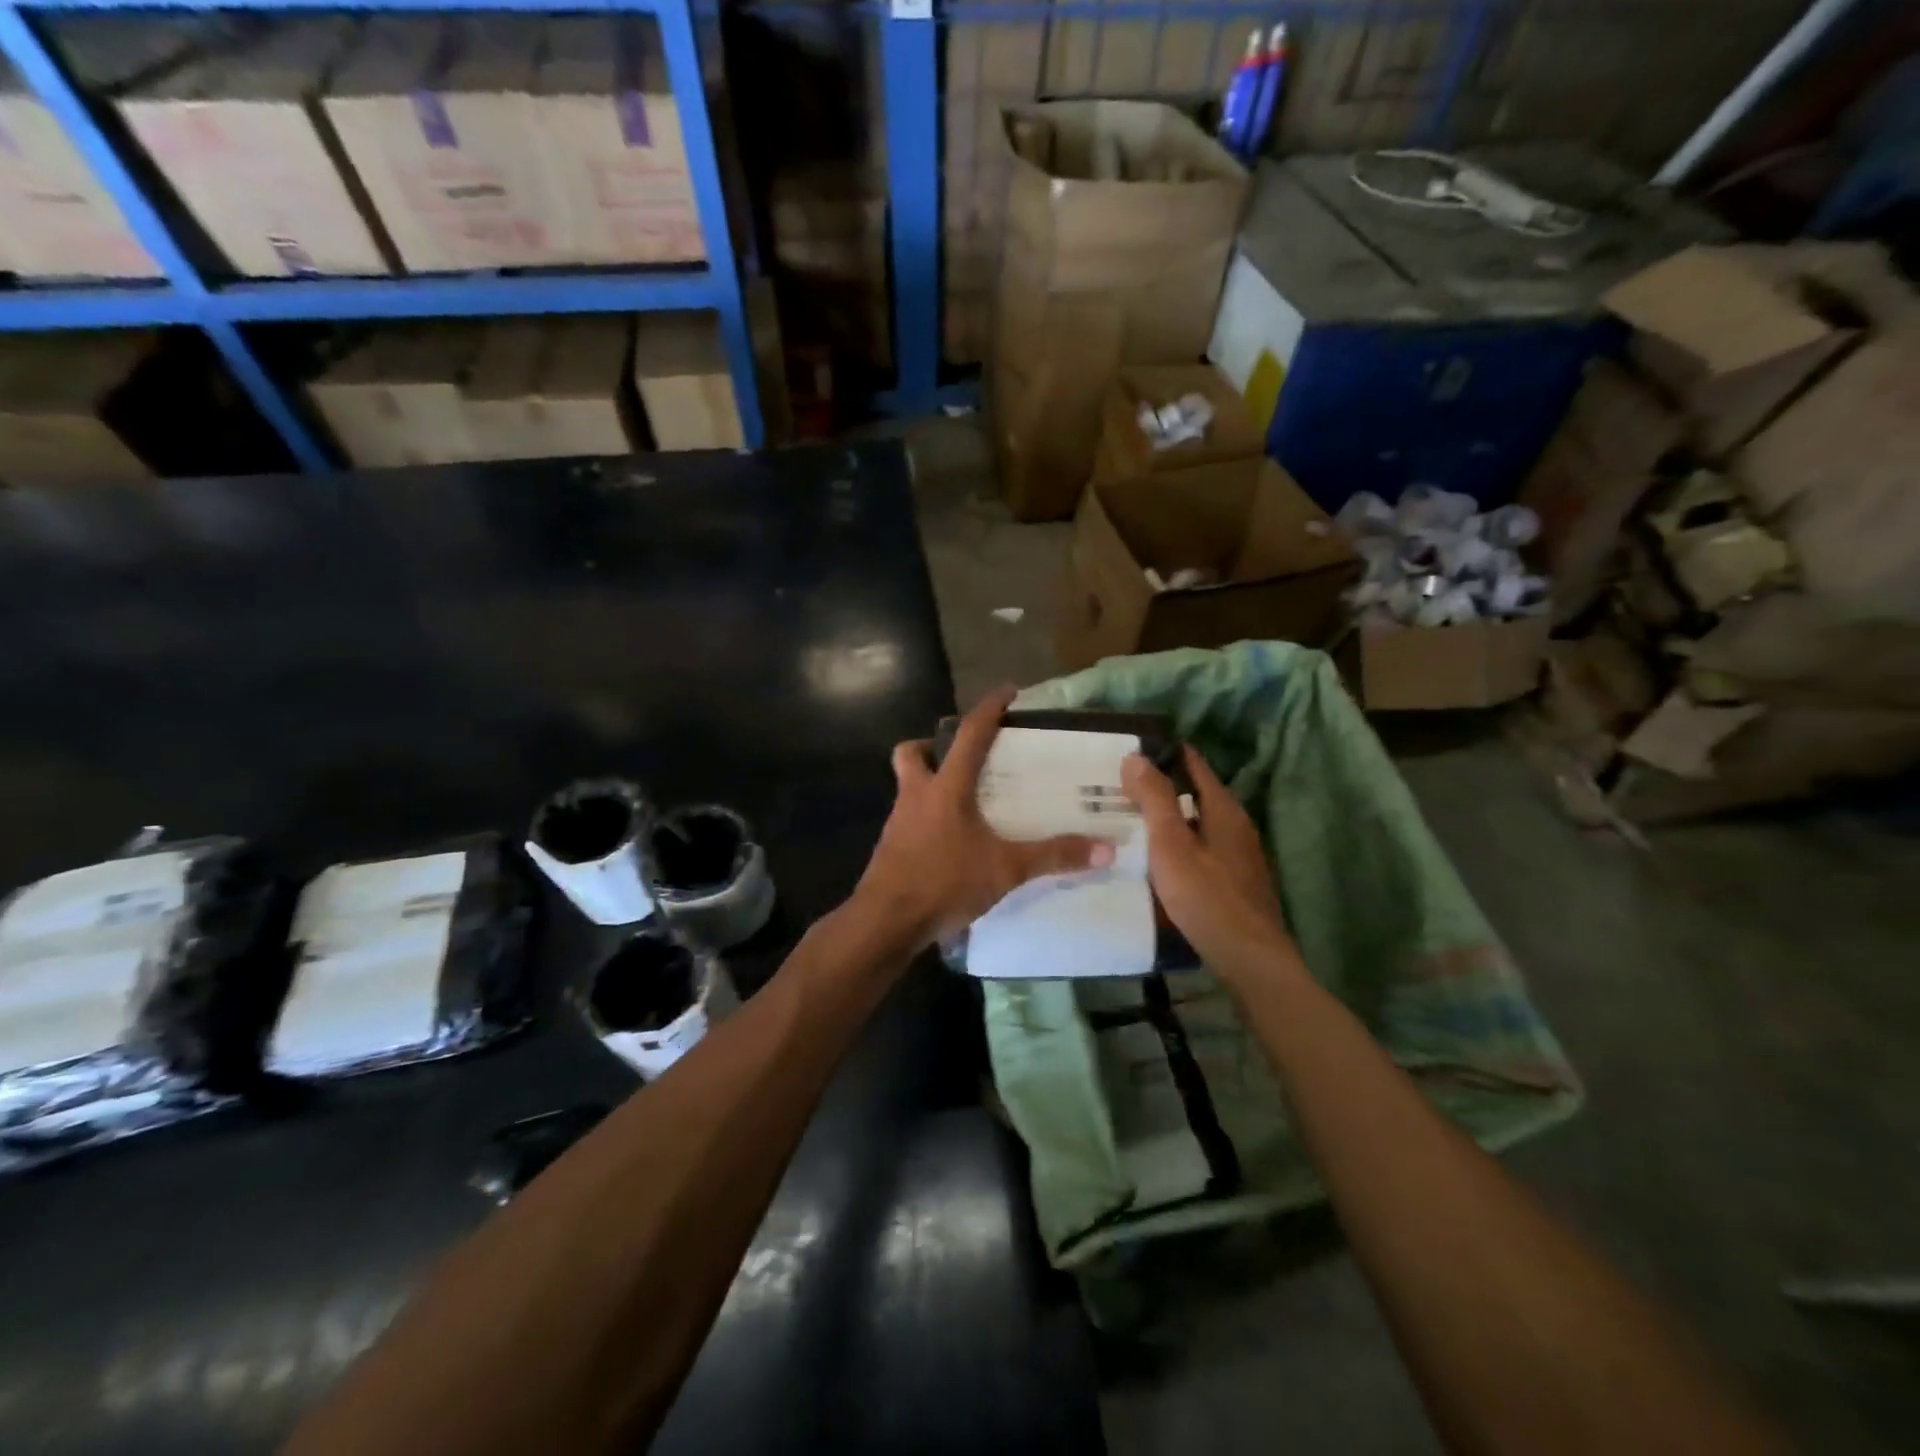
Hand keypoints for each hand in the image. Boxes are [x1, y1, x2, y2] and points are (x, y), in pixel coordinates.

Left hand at [854, 685, 1114, 946]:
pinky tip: (951, 842)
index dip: (990, 708)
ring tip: (966, 804)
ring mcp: (898, 822)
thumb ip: (1053, 856)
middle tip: (963, 759)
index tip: (1008, 692)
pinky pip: (909, 819)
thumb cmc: (944, 882)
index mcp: (946, 788)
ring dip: (930, 784)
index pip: (970, 734)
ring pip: (908, 787)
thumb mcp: (1006, 869)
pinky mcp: (890, 848)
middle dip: (932, 747)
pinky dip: (928, 819)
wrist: (886, 921)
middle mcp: (916, 795)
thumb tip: (1106, 849)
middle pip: (912, 754)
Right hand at [1122, 745, 1291, 975]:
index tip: (1131, 749)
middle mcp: (1236, 825)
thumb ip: (1155, 799)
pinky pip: (1200, 848)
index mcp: (1224, 809)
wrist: (1248, 959)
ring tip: (1130, 818)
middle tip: (1120, 785)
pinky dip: (1177, 843)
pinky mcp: (1234, 881)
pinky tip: (1156, 857)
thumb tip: (1136, 756)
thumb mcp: (1171, 844)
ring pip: (1197, 823)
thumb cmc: (1206, 896)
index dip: (1165, 753)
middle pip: (1195, 794)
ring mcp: (1238, 855)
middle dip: (1162, 786)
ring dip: (1168, 817)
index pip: (1194, 765)